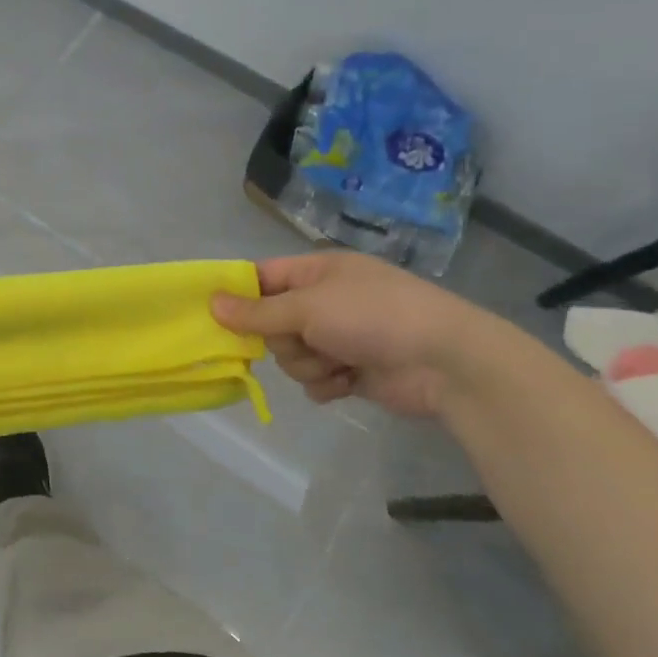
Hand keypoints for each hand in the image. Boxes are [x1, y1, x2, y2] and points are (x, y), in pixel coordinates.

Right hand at [212, 252, 497, 419]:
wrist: (445, 362)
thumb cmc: (374, 317)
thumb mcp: (309, 307)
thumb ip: (258, 311)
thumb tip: (212, 303)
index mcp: (317, 272)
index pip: (262, 277)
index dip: (239, 296)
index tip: (215, 316)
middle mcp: (324, 302)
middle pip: (272, 324)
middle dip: (283, 340)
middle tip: (303, 340)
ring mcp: (339, 337)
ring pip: (291, 356)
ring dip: (308, 365)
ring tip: (337, 364)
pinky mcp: (351, 371)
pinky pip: (315, 380)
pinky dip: (327, 384)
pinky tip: (348, 382)